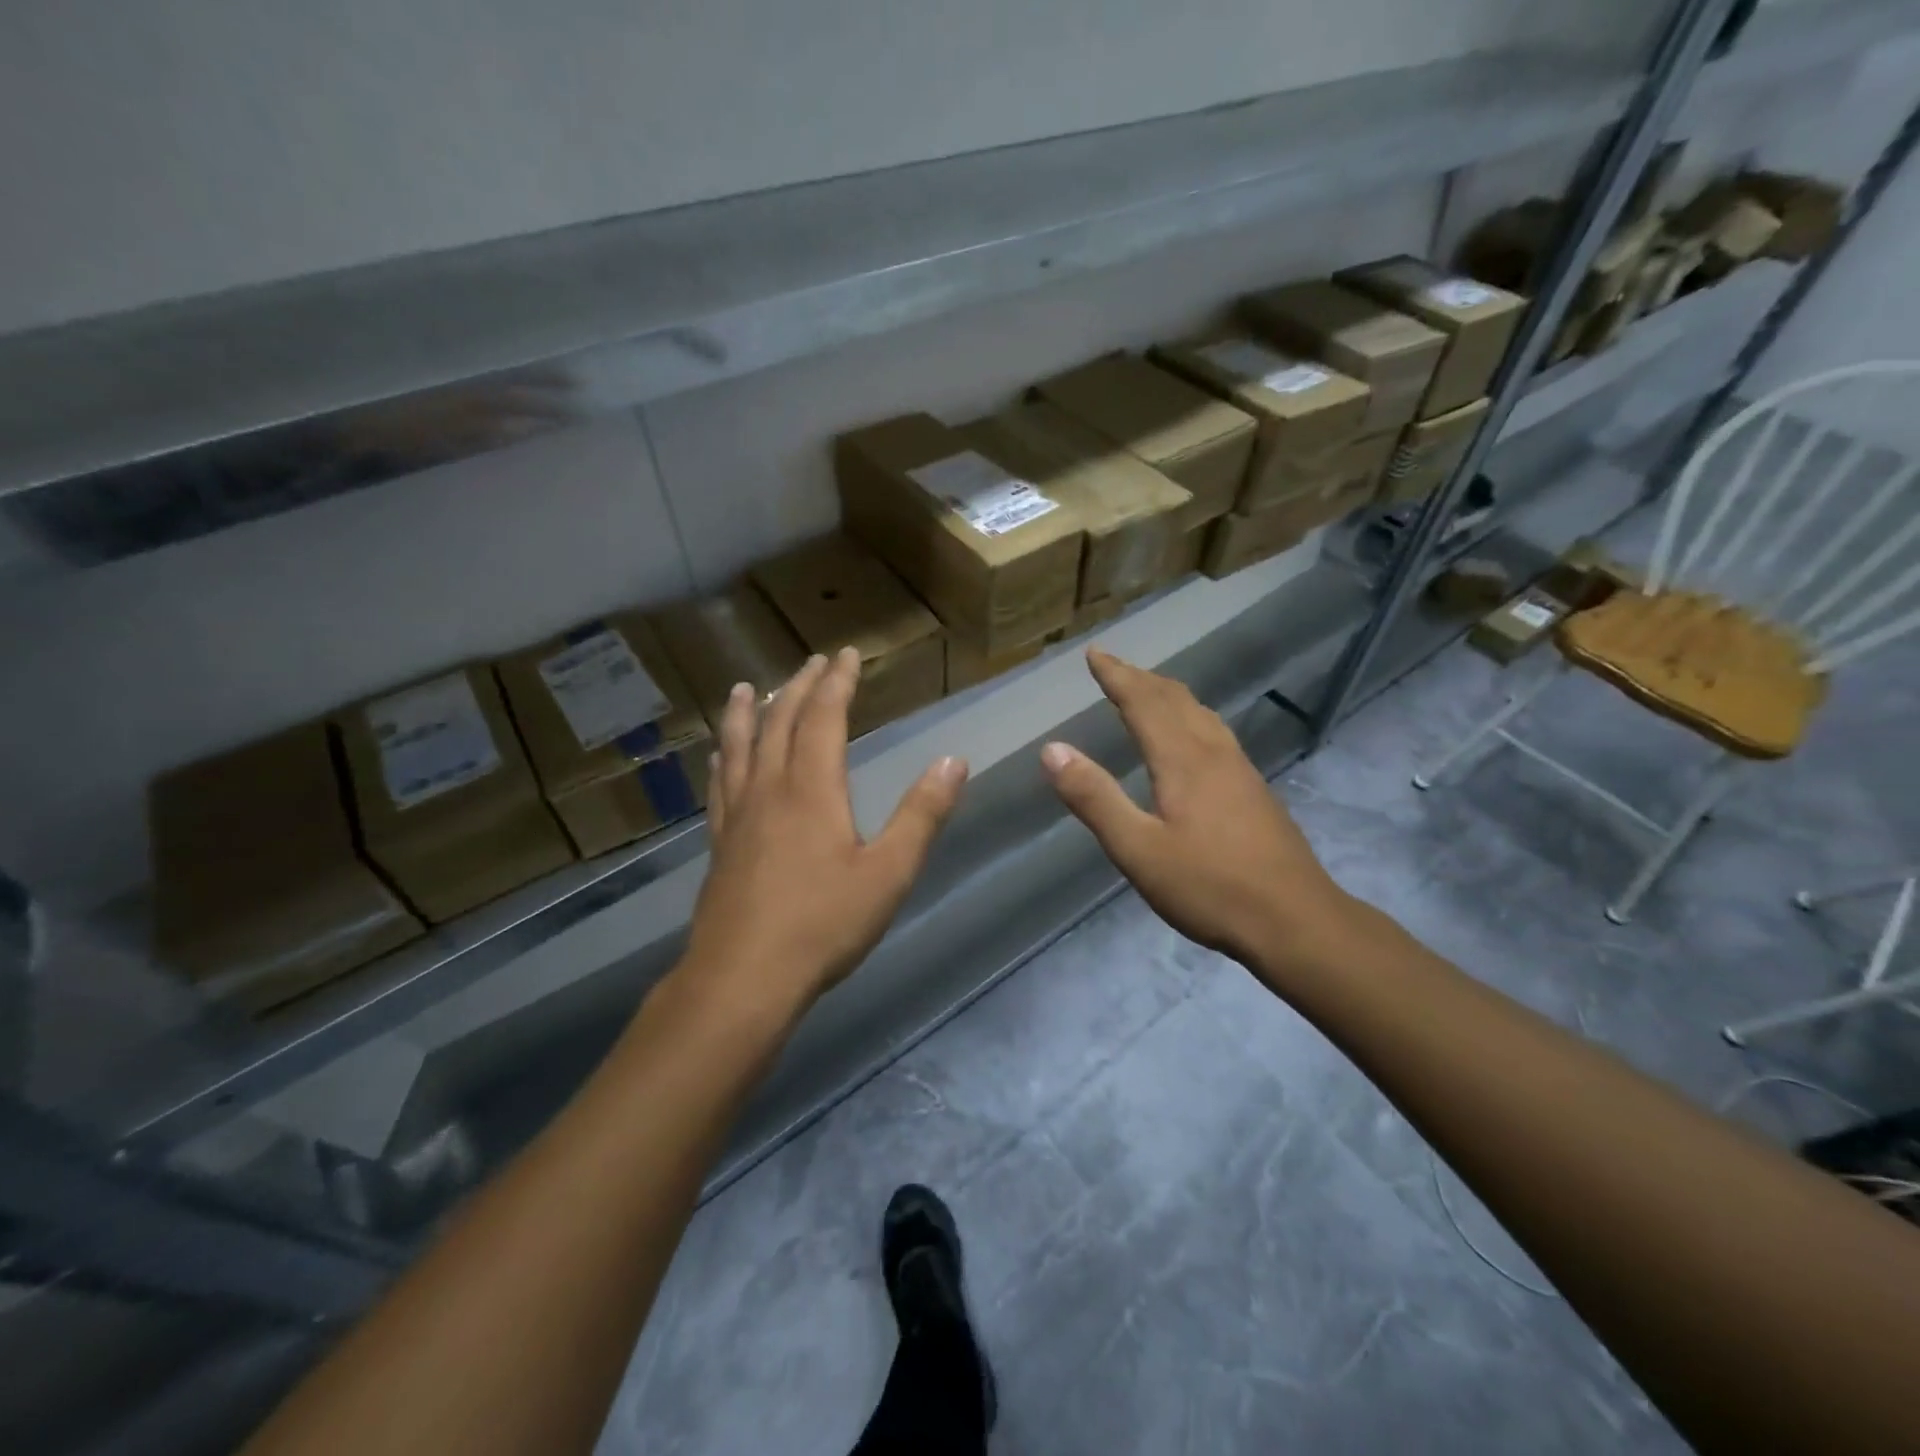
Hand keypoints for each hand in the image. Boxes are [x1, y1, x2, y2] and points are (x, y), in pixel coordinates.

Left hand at [683, 649, 969, 1017]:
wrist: (744, 978)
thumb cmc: (824, 924)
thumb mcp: (890, 871)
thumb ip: (922, 814)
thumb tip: (954, 761)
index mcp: (812, 788)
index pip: (824, 717)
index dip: (837, 682)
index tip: (846, 654)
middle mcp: (770, 789)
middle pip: (780, 722)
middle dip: (798, 687)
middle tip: (812, 662)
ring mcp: (738, 815)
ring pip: (739, 747)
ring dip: (746, 713)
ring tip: (743, 688)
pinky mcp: (721, 844)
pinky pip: (720, 785)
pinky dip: (723, 758)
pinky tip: (719, 757)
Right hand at [1040, 649, 1364, 979]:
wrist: (1296, 920)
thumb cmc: (1209, 887)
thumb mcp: (1138, 849)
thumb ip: (1095, 798)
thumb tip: (1052, 749)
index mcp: (1182, 759)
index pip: (1143, 701)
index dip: (1116, 675)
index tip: (1094, 653)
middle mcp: (1213, 752)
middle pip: (1175, 699)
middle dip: (1140, 678)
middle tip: (1113, 666)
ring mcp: (1240, 770)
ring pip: (1201, 713)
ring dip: (1168, 694)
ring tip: (1148, 690)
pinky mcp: (1254, 790)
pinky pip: (1215, 732)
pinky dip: (1190, 716)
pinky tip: (1193, 738)